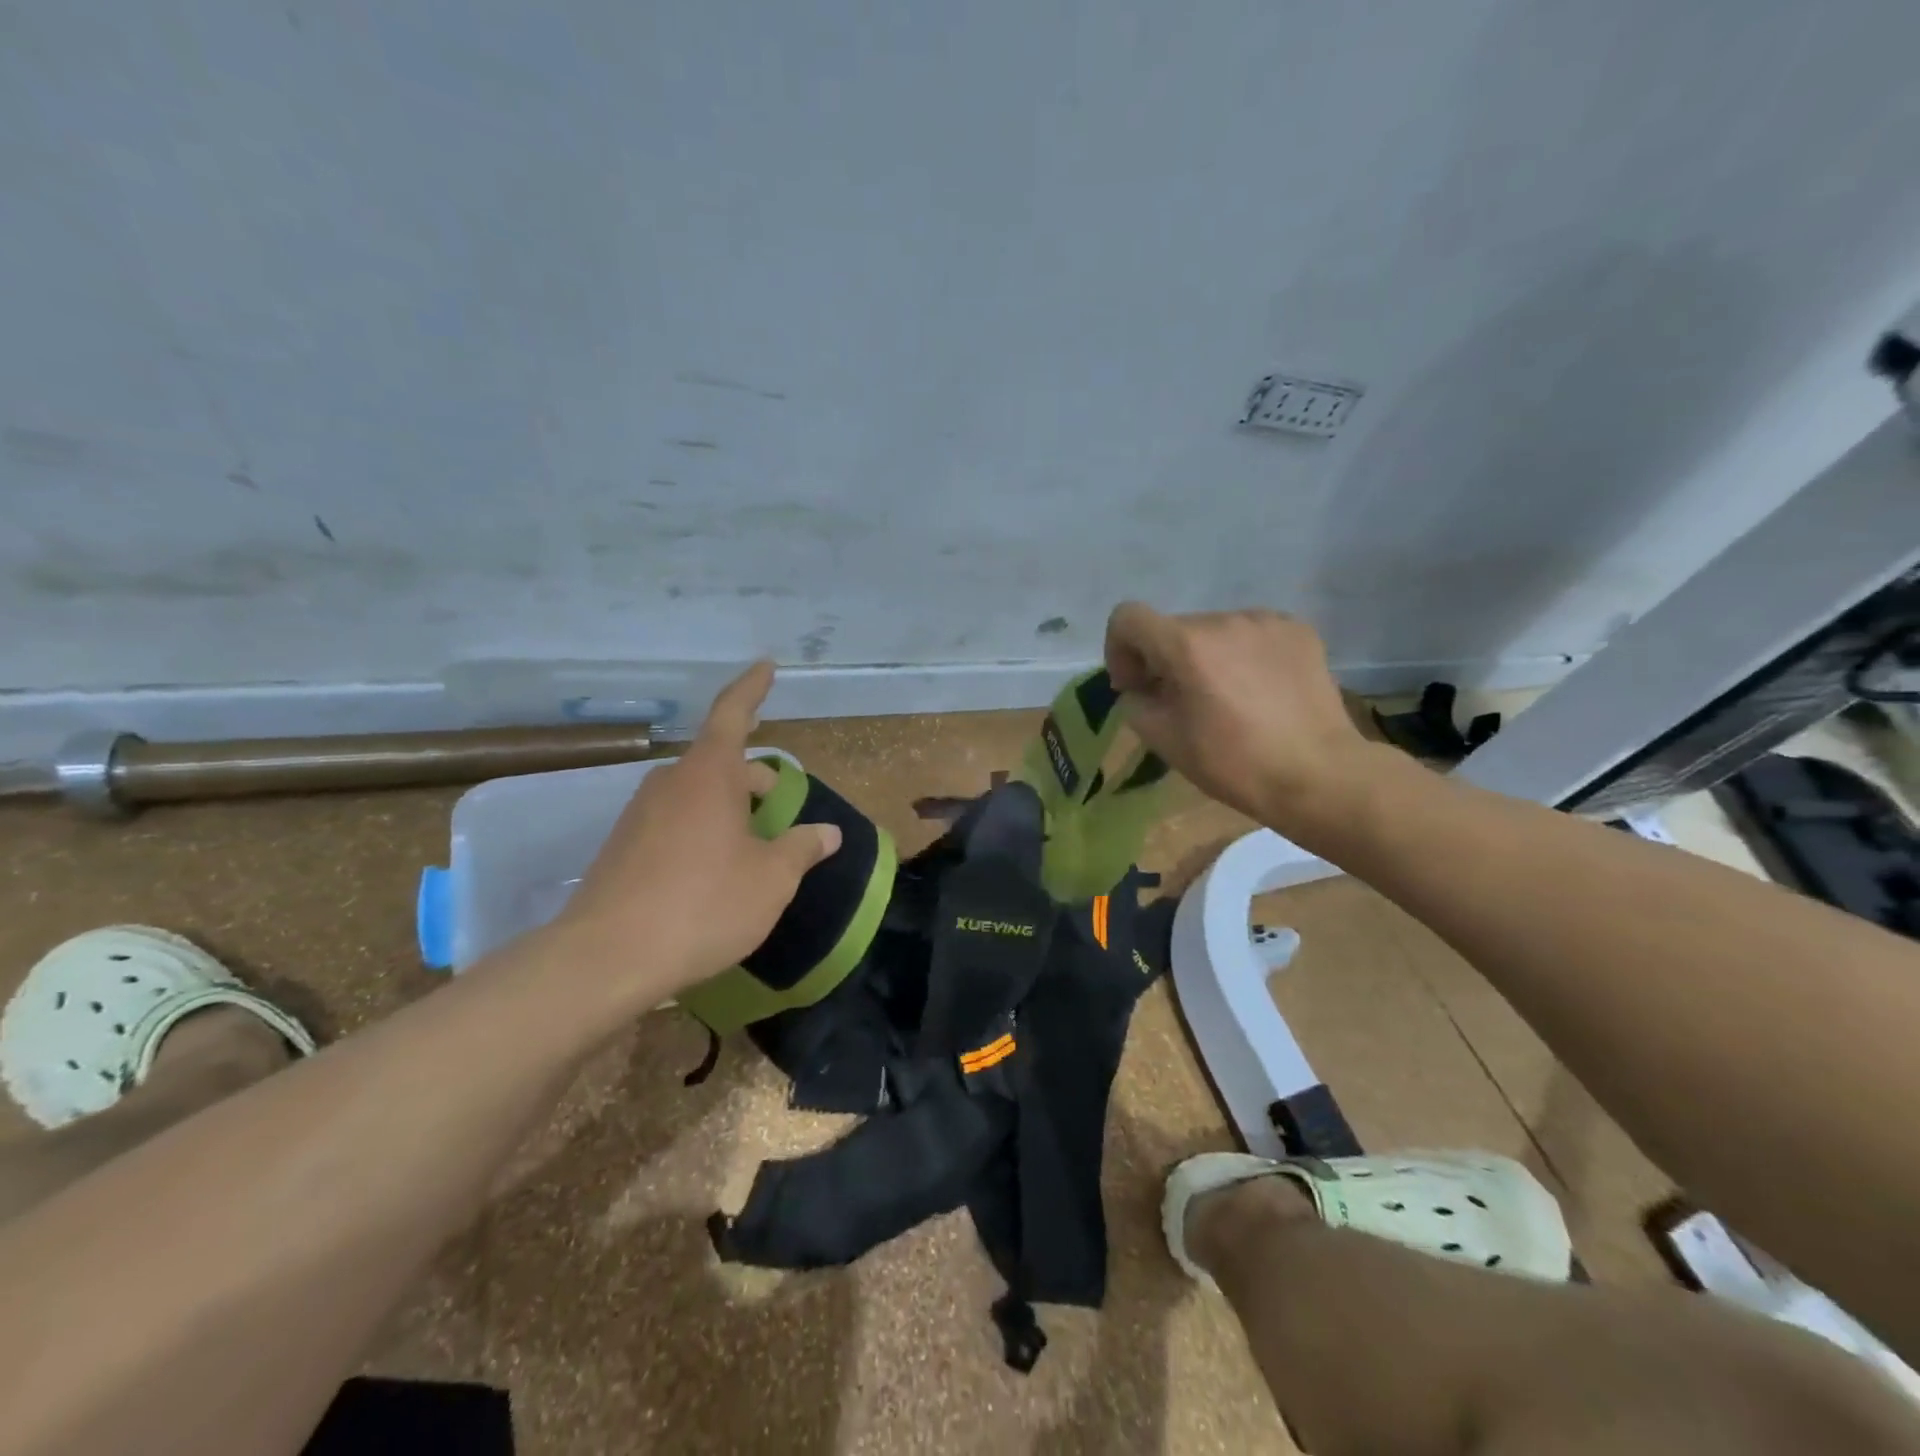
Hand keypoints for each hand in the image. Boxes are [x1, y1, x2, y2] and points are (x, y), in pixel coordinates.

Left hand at [553, 661, 841, 1000]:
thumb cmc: (704, 905)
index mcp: (708, 776)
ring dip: (729, 810)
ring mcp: (639, 815)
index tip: (766, 665)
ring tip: (753, 852)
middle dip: (754, 781)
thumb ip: (802, 848)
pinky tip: (713, 876)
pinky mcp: (621, 848)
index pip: (733, 713)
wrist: (606, 959)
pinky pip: (674, 823)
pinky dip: (702, 833)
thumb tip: (827, 832)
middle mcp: (670, 783)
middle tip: (782, 814)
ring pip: (697, 796)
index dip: (753, 688)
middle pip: (720, 764)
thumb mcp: (771, 879)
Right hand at [1104, 603, 1375, 836]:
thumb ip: (1136, 703)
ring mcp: (1266, 621)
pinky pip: (1251, 634)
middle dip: (1165, 659)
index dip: (1119, 649)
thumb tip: (1141, 687)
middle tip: (1181, 701)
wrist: (1319, 775)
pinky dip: (1242, 655)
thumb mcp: (1165, 741)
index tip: (1136, 685)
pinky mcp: (1298, 630)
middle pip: (1173, 628)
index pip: (1128, 617)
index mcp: (1186, 645)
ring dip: (1205, 656)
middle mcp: (1224, 620)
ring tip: (1226, 697)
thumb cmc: (1234, 764)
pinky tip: (1259, 690)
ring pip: (1213, 630)